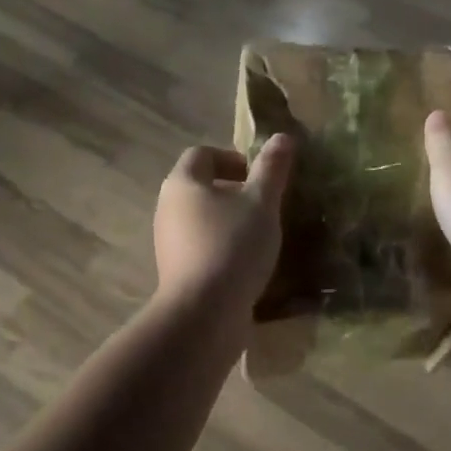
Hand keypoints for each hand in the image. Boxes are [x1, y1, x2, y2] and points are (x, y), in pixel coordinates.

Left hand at [153, 136, 294, 315]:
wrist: (204, 314)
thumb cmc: (233, 246)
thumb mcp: (261, 202)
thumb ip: (272, 168)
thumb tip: (282, 136)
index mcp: (182, 183)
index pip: (202, 154)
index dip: (233, 158)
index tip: (260, 177)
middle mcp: (168, 208)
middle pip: (201, 186)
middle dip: (234, 191)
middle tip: (266, 205)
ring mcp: (168, 242)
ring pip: (202, 219)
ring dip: (230, 221)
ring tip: (261, 235)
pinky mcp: (176, 272)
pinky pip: (202, 247)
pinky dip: (223, 247)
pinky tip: (248, 264)